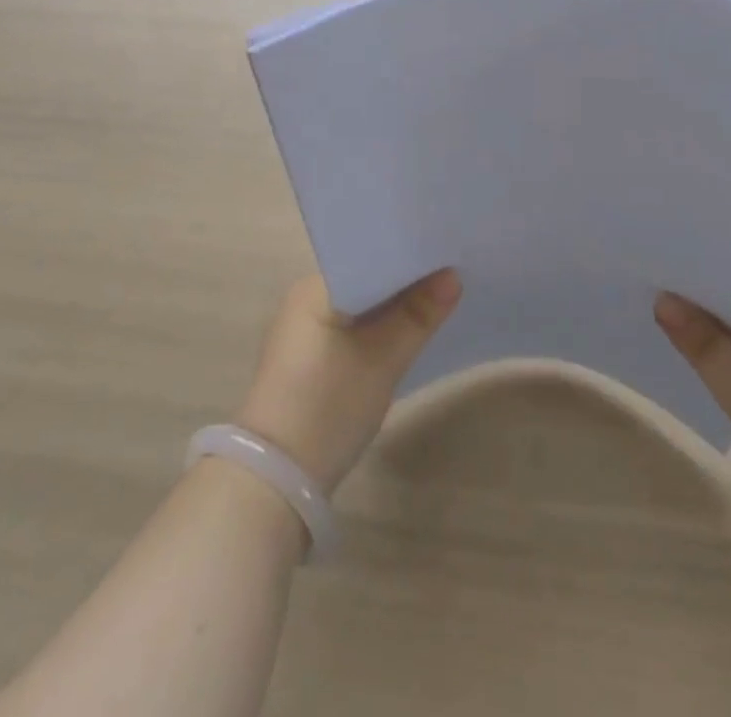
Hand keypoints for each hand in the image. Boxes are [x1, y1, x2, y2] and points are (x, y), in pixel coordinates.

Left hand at [235, 270, 461, 492]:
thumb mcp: (383, 359)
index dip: (408, 254)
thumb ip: (418, 314)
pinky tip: (407, 332)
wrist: (277, 479)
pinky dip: (379, 327)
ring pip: (362, 304)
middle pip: (367, 277)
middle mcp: (306, 298)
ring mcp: (305, 329)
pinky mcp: (310, 357)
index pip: (369, 254)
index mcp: (315, 286)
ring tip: (438, 297)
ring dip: (394, 306)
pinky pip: (353, 326)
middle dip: (406, 280)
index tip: (446, 252)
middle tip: (452, 272)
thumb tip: (453, 275)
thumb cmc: (328, 405)